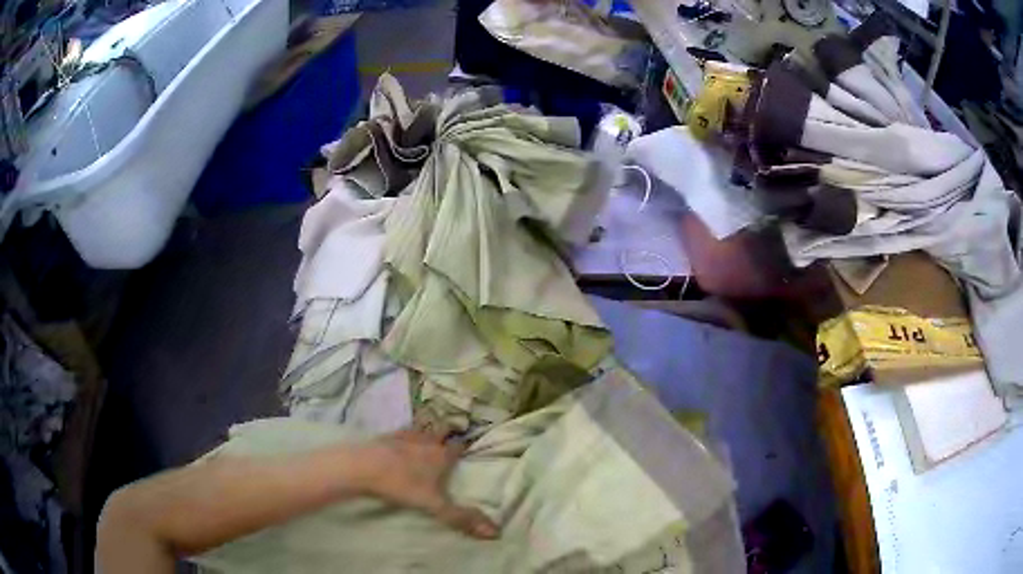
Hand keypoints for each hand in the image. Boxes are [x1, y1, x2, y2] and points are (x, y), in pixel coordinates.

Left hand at [358, 429, 499, 539]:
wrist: (363, 467)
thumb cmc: (402, 485)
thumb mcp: (435, 506)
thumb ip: (462, 518)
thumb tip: (496, 533)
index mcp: (441, 456)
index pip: (459, 446)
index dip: (465, 446)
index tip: (469, 446)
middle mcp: (427, 441)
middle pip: (442, 430)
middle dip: (447, 431)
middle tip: (450, 434)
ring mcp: (405, 436)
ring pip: (422, 427)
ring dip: (426, 429)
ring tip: (428, 433)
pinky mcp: (385, 436)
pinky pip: (400, 431)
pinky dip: (404, 434)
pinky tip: (399, 440)